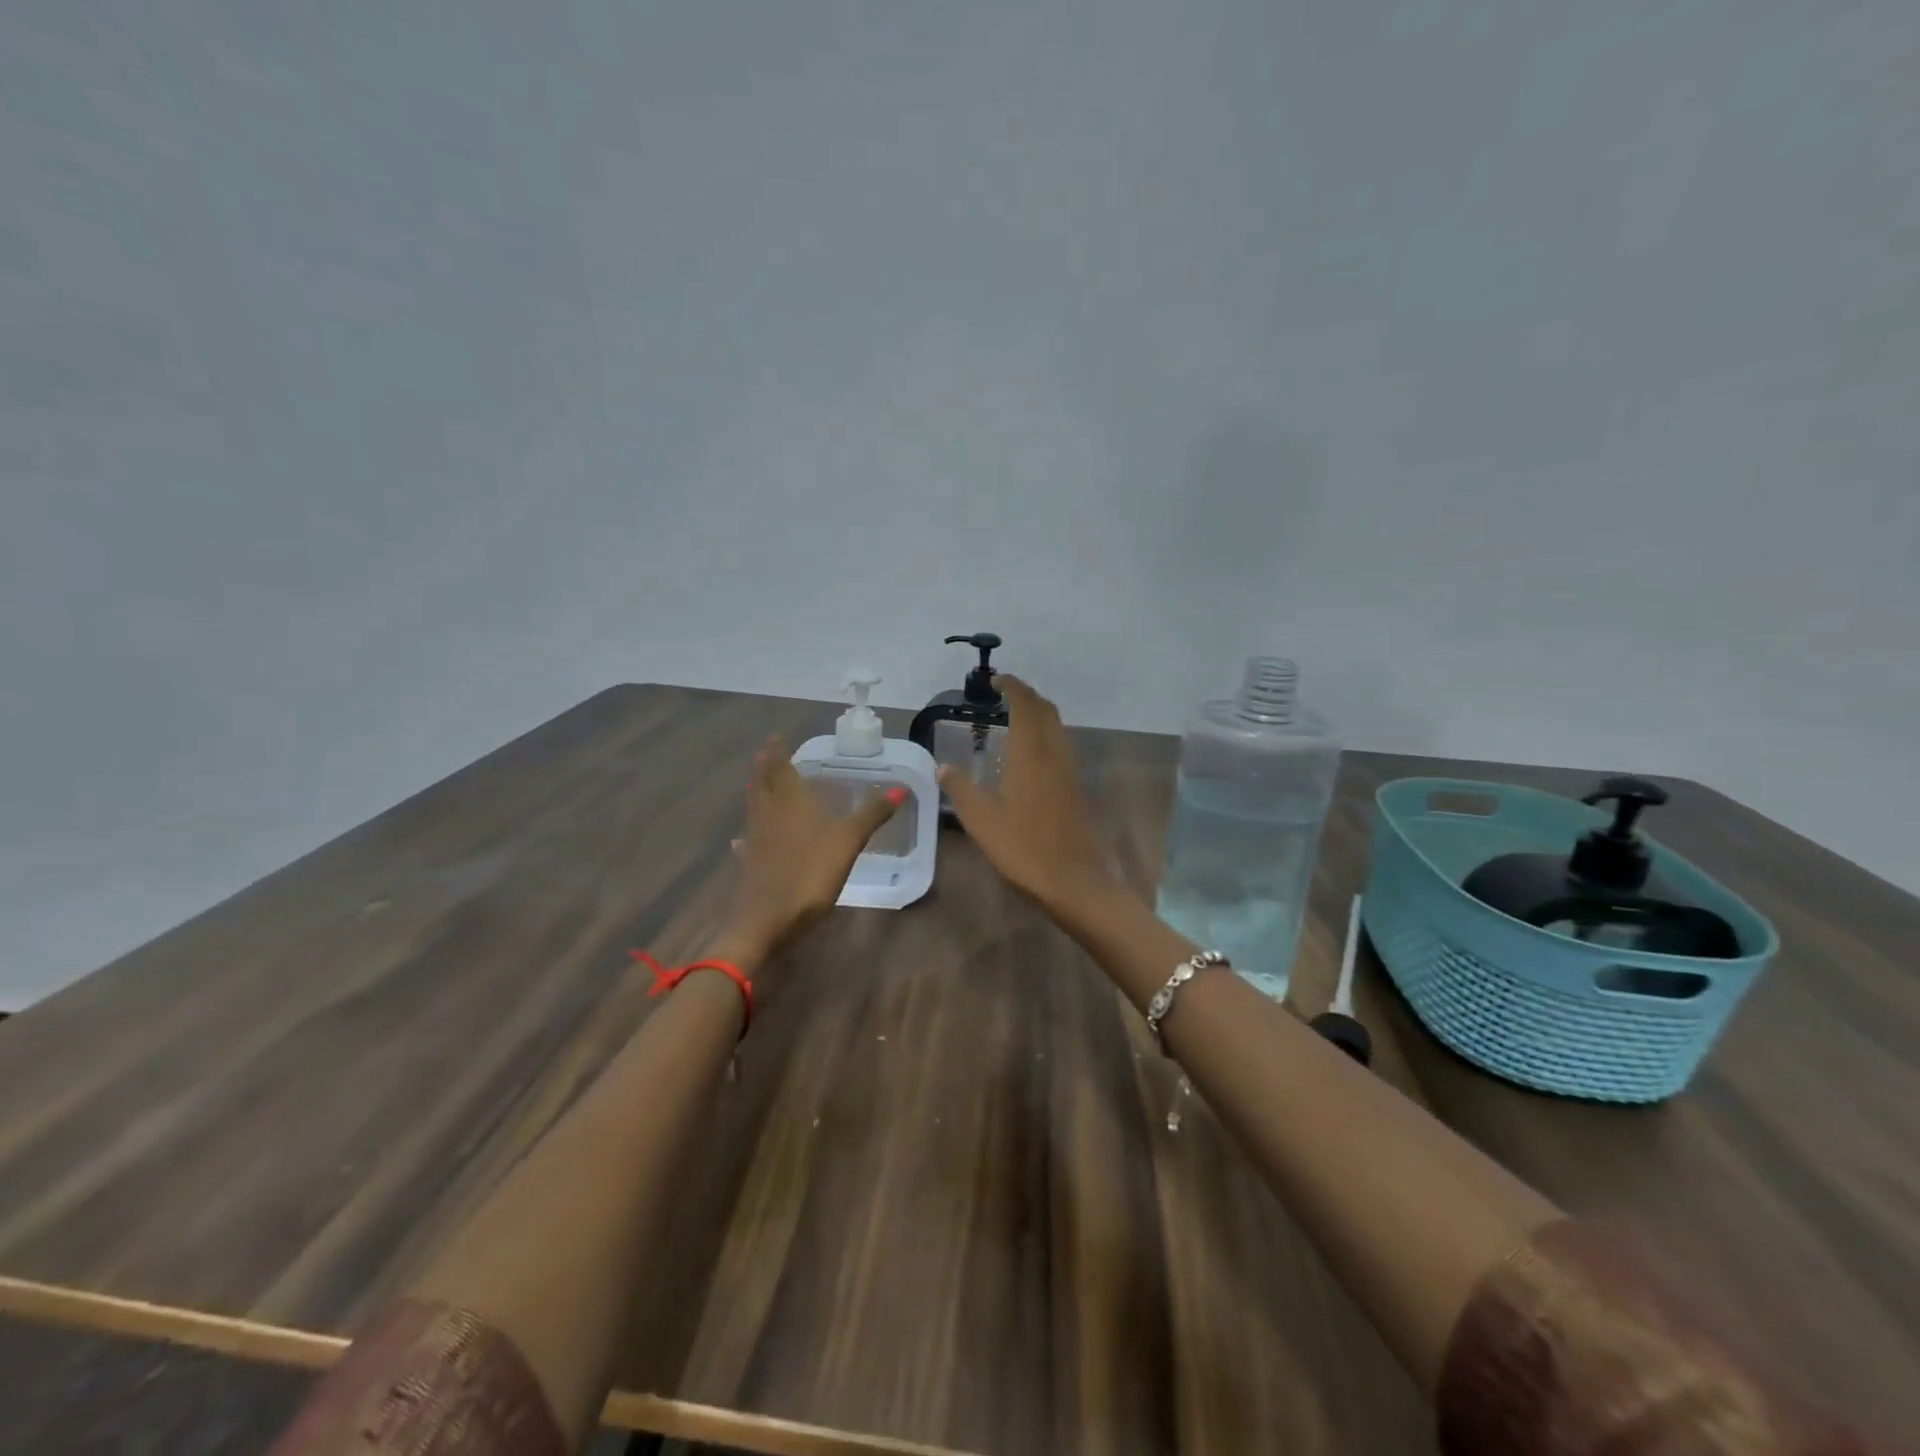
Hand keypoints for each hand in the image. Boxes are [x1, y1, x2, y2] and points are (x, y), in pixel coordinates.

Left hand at [722, 736, 903, 960]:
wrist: (767, 921)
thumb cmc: (810, 874)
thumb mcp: (848, 841)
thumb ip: (872, 814)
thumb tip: (900, 788)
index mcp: (790, 802)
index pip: (780, 769)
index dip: (777, 752)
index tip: (774, 737)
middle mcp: (769, 815)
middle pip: (762, 785)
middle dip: (764, 768)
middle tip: (766, 755)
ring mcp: (756, 840)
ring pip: (754, 808)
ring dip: (757, 793)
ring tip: (758, 784)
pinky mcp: (751, 864)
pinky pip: (750, 839)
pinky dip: (751, 831)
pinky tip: (746, 838)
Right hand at [937, 675, 1123, 915]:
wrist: (1075, 881)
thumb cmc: (1024, 849)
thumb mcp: (982, 821)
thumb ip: (961, 790)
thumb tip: (942, 767)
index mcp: (1031, 755)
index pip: (1025, 705)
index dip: (1012, 686)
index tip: (995, 681)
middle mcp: (1054, 754)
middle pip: (1046, 710)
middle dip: (1026, 695)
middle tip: (1002, 695)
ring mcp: (1069, 770)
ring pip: (1057, 726)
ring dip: (1038, 712)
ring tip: (1014, 717)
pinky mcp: (1075, 786)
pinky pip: (1061, 744)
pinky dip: (1045, 733)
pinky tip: (1029, 753)